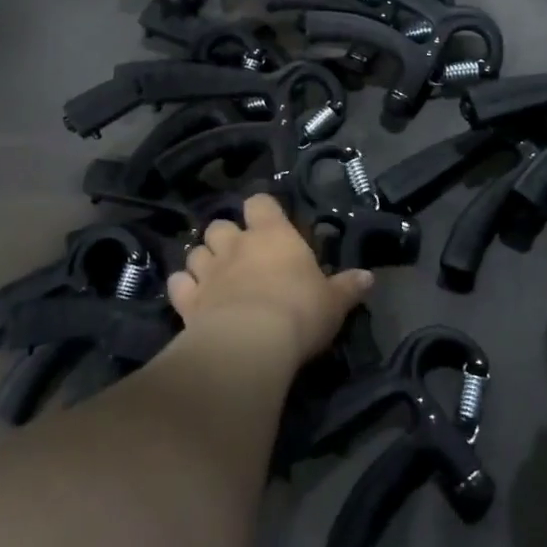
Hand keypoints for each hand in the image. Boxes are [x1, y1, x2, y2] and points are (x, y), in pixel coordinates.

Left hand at [169, 193, 372, 366]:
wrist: (250, 343)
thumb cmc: (299, 312)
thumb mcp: (334, 302)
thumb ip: (348, 287)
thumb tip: (369, 277)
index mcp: (273, 234)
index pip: (260, 202)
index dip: (261, 210)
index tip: (268, 223)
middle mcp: (236, 244)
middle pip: (220, 224)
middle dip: (227, 237)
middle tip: (240, 256)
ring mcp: (208, 270)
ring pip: (195, 250)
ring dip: (203, 259)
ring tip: (214, 276)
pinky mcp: (187, 299)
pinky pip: (178, 283)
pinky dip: (183, 287)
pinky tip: (191, 298)